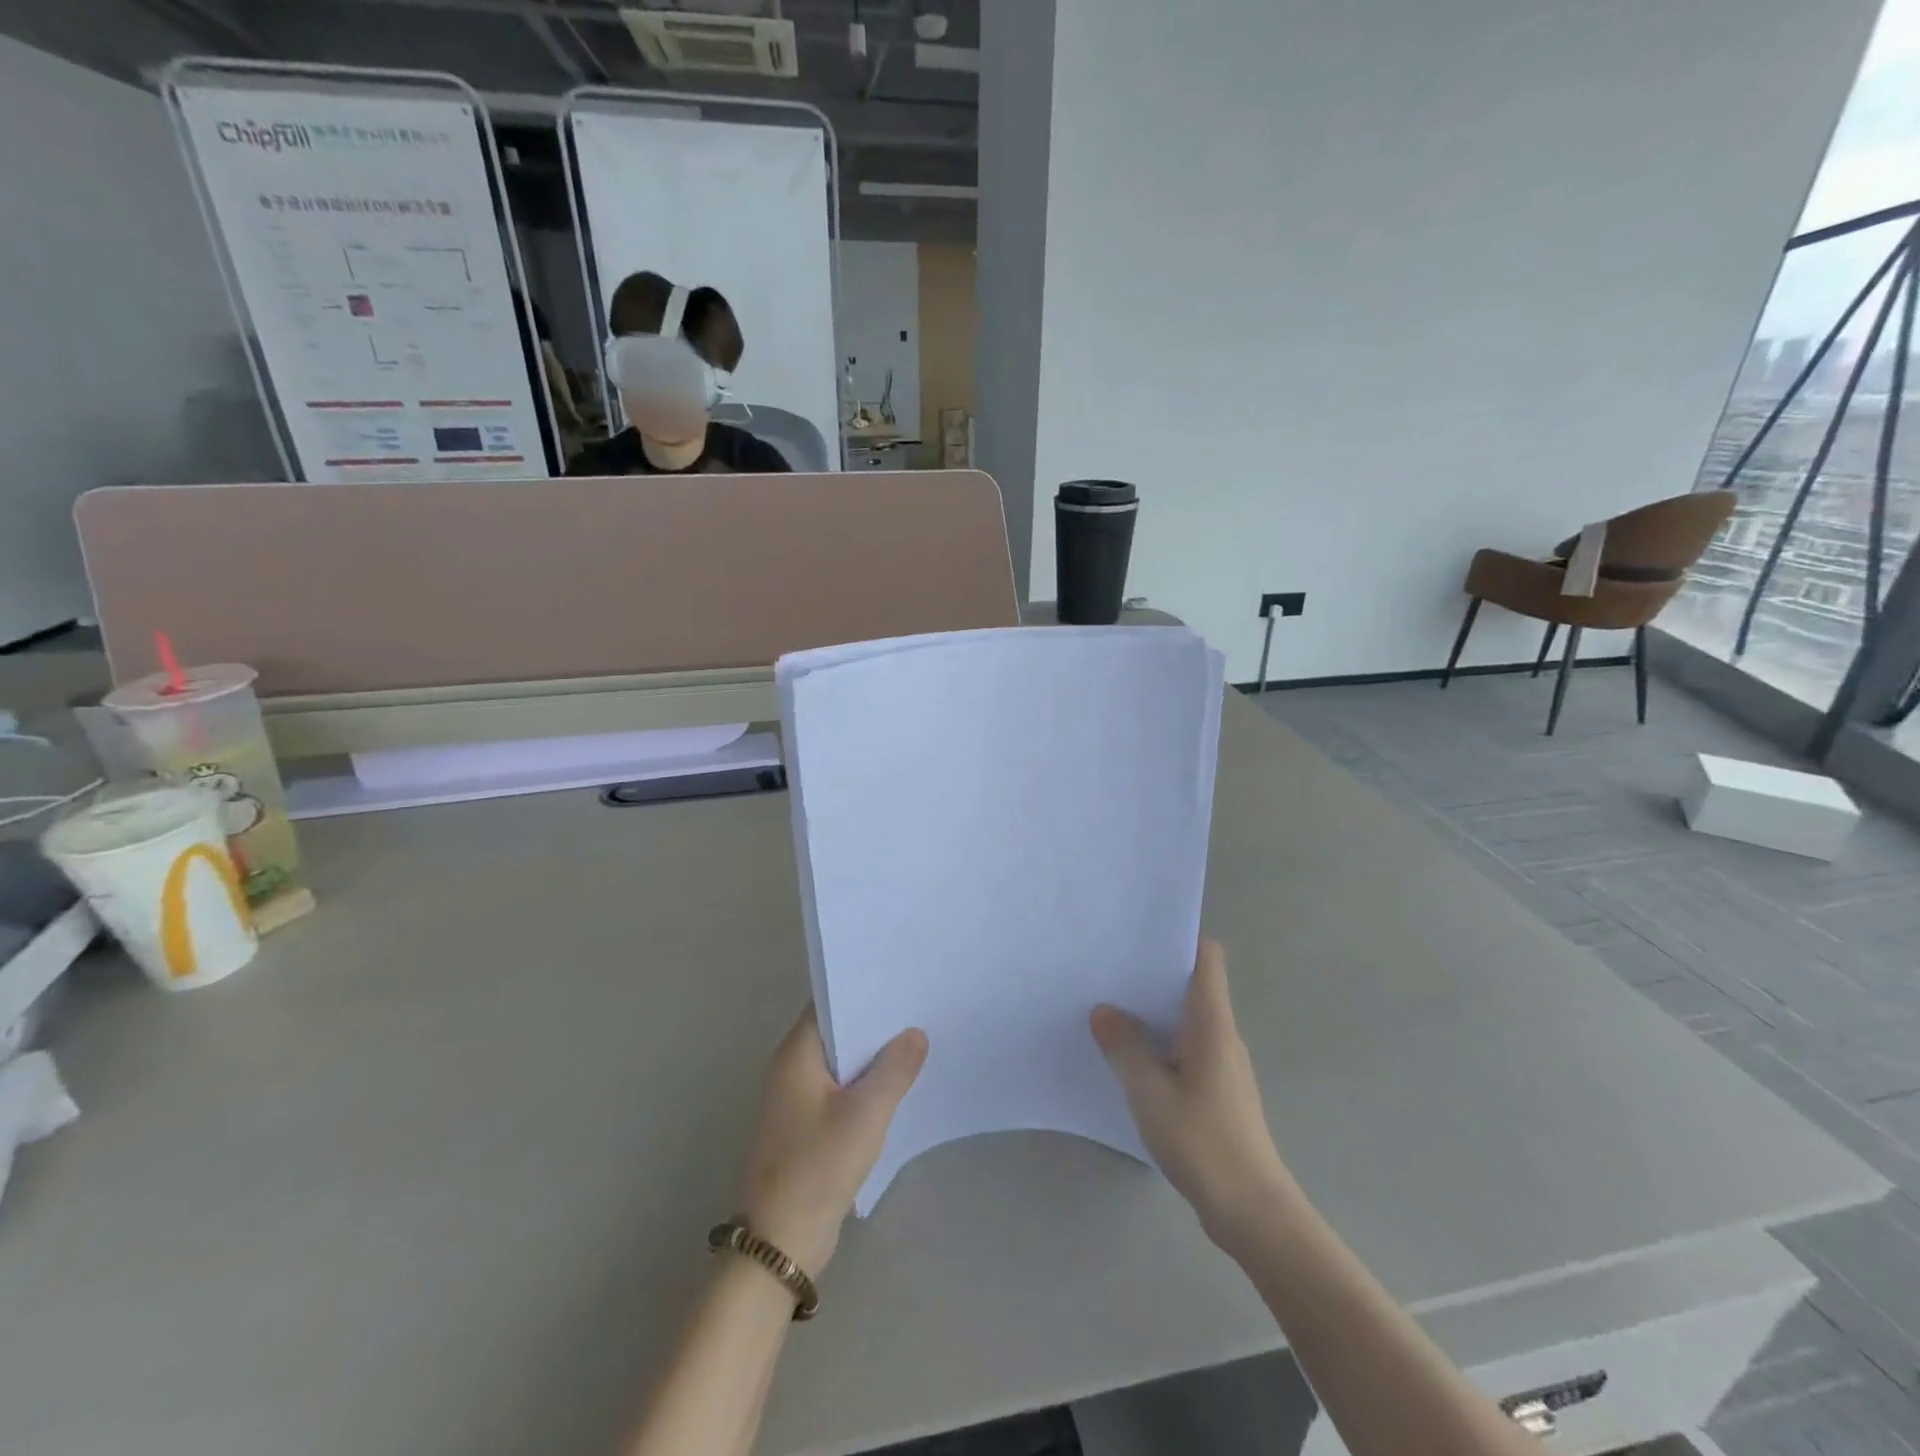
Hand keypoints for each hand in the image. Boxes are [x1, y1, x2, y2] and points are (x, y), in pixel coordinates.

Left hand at [740, 1007, 927, 1275]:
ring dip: (870, 1055)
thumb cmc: (818, 1166)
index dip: (861, 989)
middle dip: (872, 1022)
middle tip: (916, 1008)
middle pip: (835, 1031)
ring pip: (839, 1062)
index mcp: (795, 1055)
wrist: (781, 1243)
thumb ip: (894, 1069)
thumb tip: (915, 1033)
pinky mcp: (805, 1126)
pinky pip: (838, 1090)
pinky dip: (863, 1083)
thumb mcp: (865, 1114)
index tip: (898, 980)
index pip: (827, 1003)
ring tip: (915, 1040)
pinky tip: (895, 1085)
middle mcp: (790, 1069)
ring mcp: (796, 1099)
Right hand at [1091, 941, 1295, 1251]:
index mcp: (1212, 1023)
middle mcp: (1222, 1035)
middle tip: (1108, 971)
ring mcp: (1223, 1065)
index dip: (1178, 939)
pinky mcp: (1218, 1092)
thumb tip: (1104, 1010)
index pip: (1207, 959)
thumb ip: (1124, 1047)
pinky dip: (1160, 1045)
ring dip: (1153, 1014)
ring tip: (1110, 1011)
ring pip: (1186, 1021)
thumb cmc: (1203, 1141)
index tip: (1139, 937)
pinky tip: (1131, 1060)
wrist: (1252, 1212)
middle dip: (1152, 976)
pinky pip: (1186, 1050)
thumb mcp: (1149, 1092)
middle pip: (1192, 986)